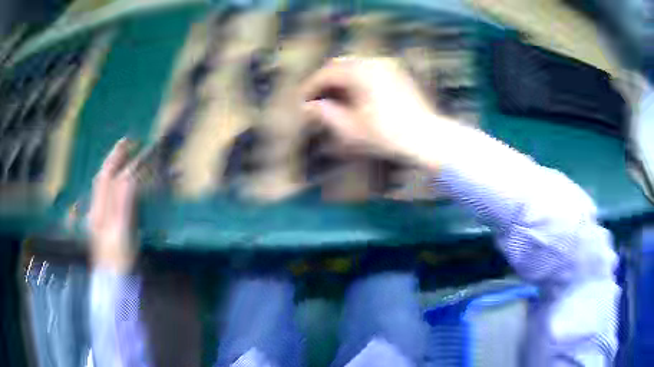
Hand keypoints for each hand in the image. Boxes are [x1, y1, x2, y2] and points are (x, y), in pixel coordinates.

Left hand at [89, 138, 137, 272]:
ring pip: (103, 184)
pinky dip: (112, 181)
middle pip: (103, 177)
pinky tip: (116, 180)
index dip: (122, 159)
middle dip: (114, 158)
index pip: (110, 177)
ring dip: (112, 166)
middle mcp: (97, 207)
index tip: (136, 145)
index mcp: (100, 208)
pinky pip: (106, 194)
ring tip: (122, 155)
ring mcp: (99, 215)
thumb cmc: (118, 257)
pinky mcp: (103, 222)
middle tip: (127, 143)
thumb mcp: (121, 230)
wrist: (111, 280)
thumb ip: (123, 202)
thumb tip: (129, 175)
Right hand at [301, 57, 455, 168]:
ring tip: (333, 99)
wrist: (427, 137)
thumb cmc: (388, 134)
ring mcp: (388, 65)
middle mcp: (374, 61)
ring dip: (340, 79)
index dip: (311, 87)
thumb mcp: (351, 128)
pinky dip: (356, 79)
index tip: (302, 101)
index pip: (327, 73)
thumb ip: (326, 114)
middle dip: (325, 81)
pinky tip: (354, 95)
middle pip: (340, 65)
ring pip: (355, 66)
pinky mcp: (397, 72)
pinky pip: (369, 69)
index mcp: (361, 71)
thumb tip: (308, 106)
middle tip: (315, 99)